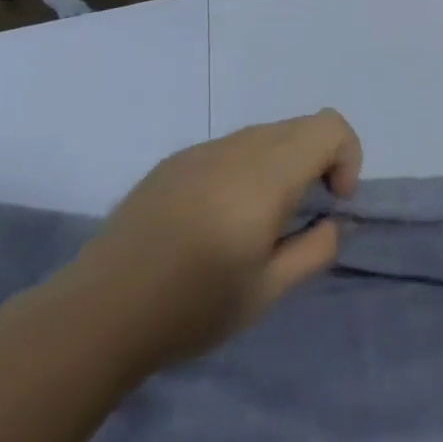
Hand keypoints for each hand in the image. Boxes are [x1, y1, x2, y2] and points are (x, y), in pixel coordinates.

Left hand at [61, 111, 361, 372]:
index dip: (346, 157)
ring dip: (281, 164)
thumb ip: (316, 249)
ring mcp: (200, 151)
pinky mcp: (172, 162)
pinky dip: (246, 169)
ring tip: (257, 221)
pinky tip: (216, 219)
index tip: (331, 202)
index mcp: (267, 175)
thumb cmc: (191, 307)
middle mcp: (237, 149)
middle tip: (300, 215)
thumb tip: (334, 221)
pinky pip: (228, 148)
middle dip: (318, 161)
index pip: (329, 126)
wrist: (96, 314)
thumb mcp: (269, 291)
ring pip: (264, 135)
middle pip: (300, 126)